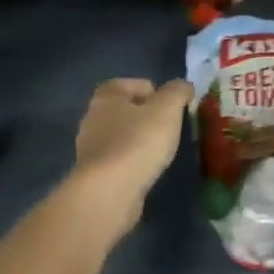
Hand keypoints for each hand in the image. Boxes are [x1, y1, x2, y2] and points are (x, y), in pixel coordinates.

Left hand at [71, 77, 191, 235]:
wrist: (110, 190)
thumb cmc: (138, 142)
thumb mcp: (167, 110)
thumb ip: (177, 92)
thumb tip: (184, 86)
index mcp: (107, 96)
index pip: (133, 84)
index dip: (156, 92)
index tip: (172, 109)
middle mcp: (93, 117)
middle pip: (125, 110)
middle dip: (147, 117)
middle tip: (169, 130)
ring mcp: (90, 147)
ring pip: (120, 135)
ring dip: (138, 140)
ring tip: (160, 152)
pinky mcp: (94, 173)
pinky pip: (118, 159)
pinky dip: (132, 161)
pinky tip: (145, 171)